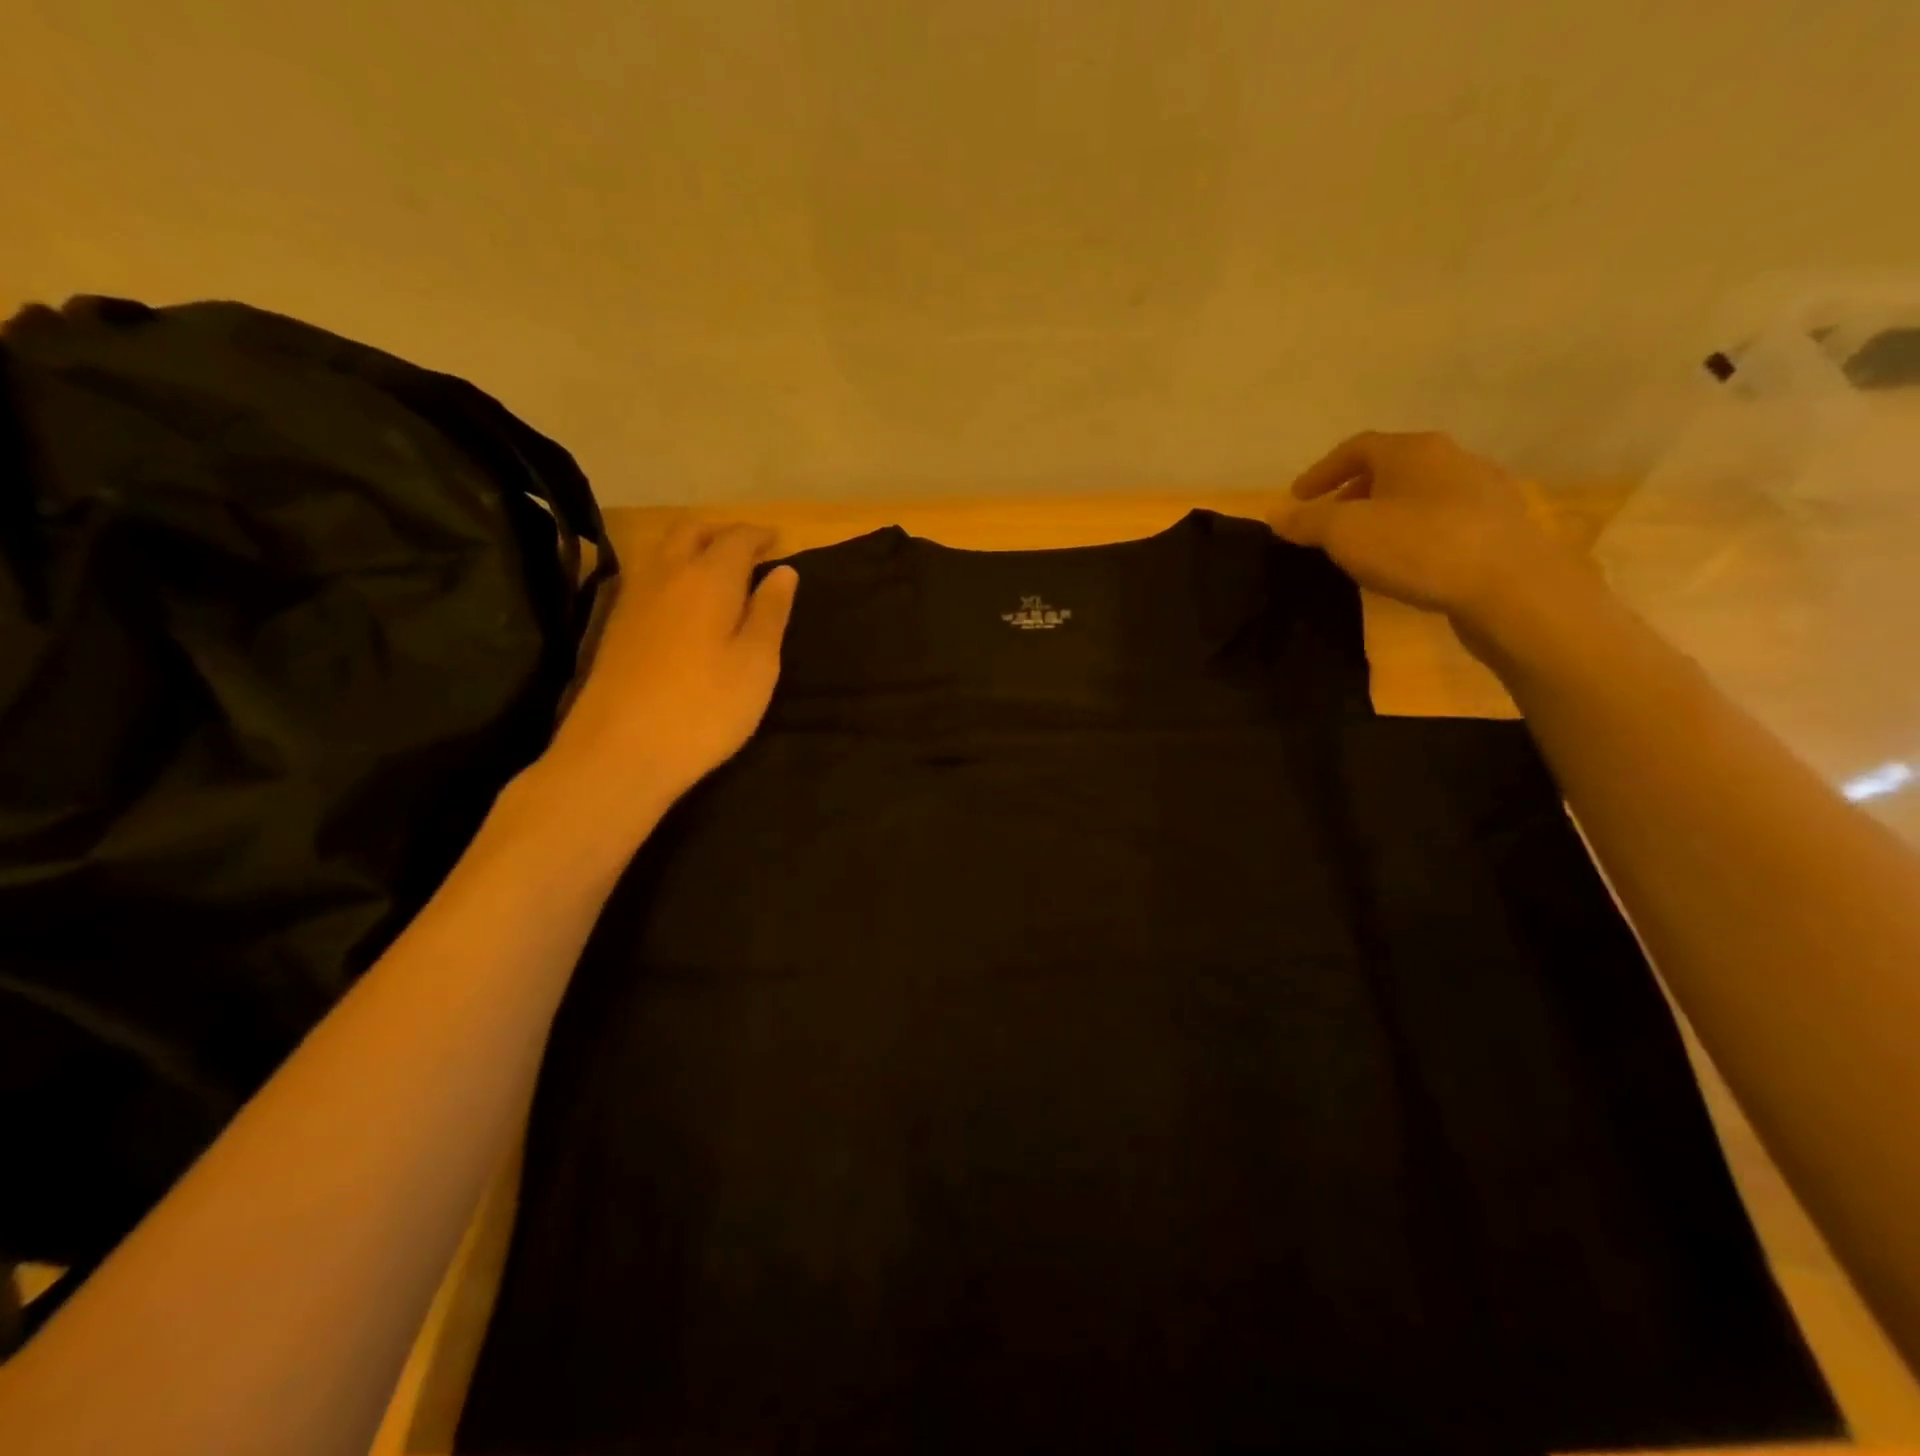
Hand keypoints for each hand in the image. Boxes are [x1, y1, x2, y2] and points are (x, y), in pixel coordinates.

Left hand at [542, 514, 797, 817]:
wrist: (620, 750)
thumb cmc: (705, 708)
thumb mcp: (756, 663)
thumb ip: (771, 612)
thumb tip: (784, 572)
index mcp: (709, 578)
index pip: (736, 539)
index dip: (759, 535)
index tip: (778, 540)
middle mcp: (666, 574)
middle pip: (691, 531)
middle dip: (721, 531)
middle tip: (748, 549)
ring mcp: (633, 598)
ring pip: (663, 550)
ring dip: (692, 546)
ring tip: (718, 569)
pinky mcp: (615, 624)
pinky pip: (648, 576)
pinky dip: (672, 570)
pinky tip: (682, 599)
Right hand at [1272, 431, 1591, 647]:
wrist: (1512, 587)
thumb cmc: (1419, 547)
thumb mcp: (1346, 533)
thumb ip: (1307, 521)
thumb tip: (1278, 515)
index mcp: (1413, 450)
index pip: (1356, 447)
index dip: (1321, 472)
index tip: (1297, 499)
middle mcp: (1452, 458)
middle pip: (1390, 468)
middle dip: (1352, 493)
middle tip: (1328, 523)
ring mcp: (1483, 491)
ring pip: (1418, 494)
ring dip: (1384, 514)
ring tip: (1364, 546)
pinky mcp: (1499, 527)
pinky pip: (1442, 520)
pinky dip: (1413, 533)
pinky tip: (1405, 562)